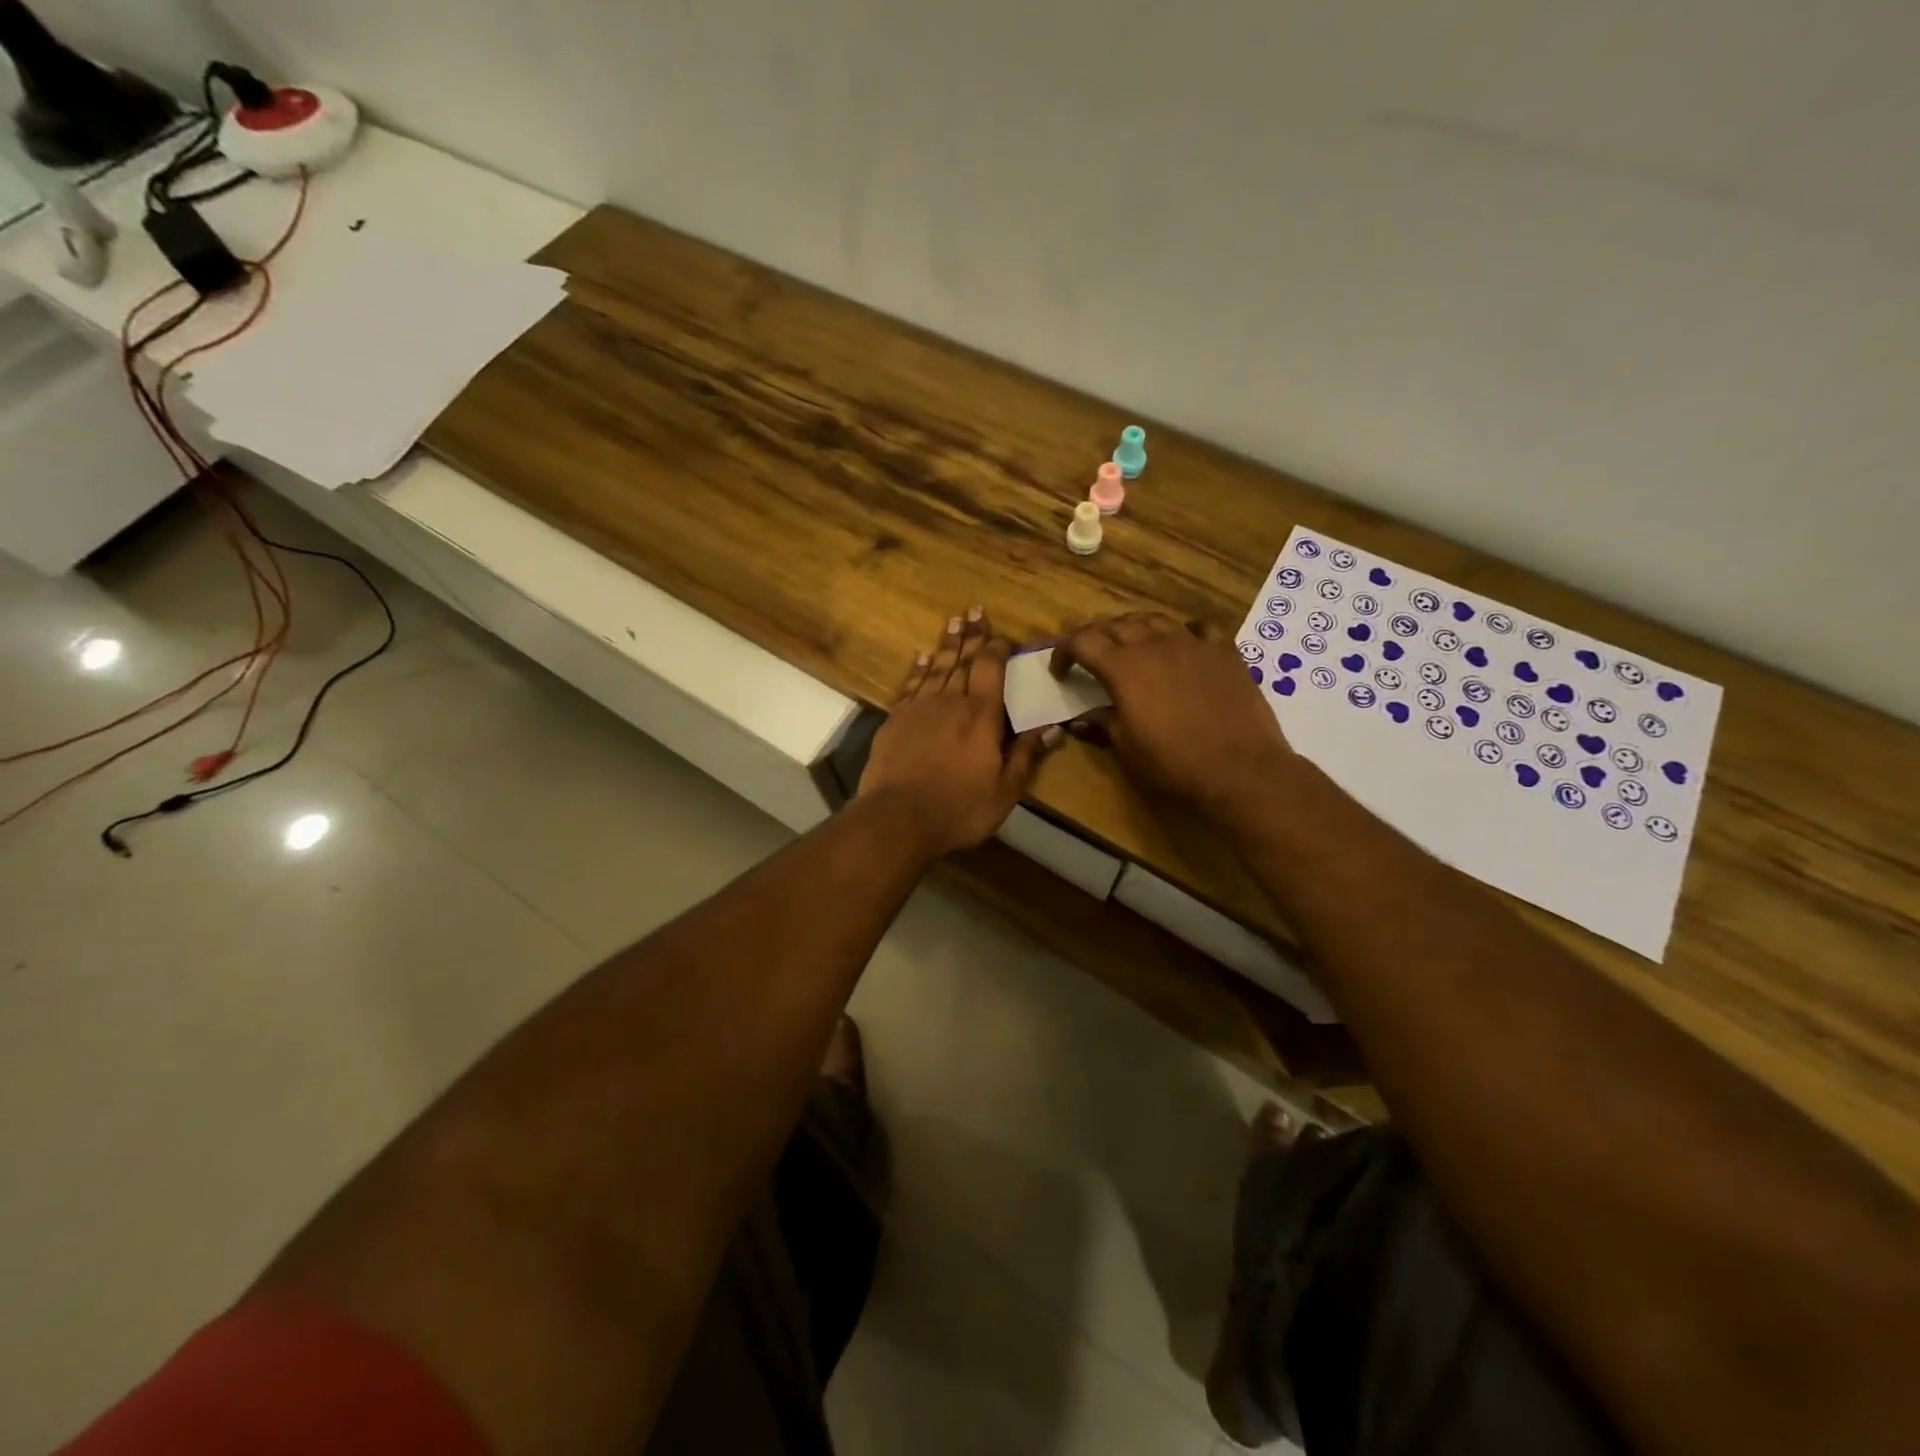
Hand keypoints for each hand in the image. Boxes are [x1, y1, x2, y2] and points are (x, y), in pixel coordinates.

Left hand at [858, 606, 1057, 856]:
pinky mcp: (895, 720)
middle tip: (974, 609)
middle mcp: (950, 702)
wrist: (898, 819)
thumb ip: (1026, 754)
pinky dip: (918, 669)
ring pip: (936, 668)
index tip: (1002, 634)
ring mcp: (919, 708)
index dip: (997, 649)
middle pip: (962, 660)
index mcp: (981, 715)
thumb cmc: (959, 808)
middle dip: (971, 635)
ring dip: (946, 644)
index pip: (990, 669)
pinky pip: (910, 685)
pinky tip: (921, 658)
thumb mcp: (1005, 790)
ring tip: (953, 622)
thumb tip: (1053, 726)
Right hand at [1049, 612, 1293, 814]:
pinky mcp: (1224, 651)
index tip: (1060, 670)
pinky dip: (1183, 632)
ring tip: (1133, 646)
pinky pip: (1199, 628)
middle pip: (1116, 624)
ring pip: (1155, 619)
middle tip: (1092, 657)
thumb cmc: (1173, 762)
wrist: (1239, 768)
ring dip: (1136, 628)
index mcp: (1123, 668)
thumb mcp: (1127, 748)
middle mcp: (1154, 644)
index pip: (1083, 641)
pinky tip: (1183, 644)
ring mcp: (1192, 643)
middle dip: (1097, 636)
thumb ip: (1102, 723)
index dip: (1065, 651)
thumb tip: (1082, 718)